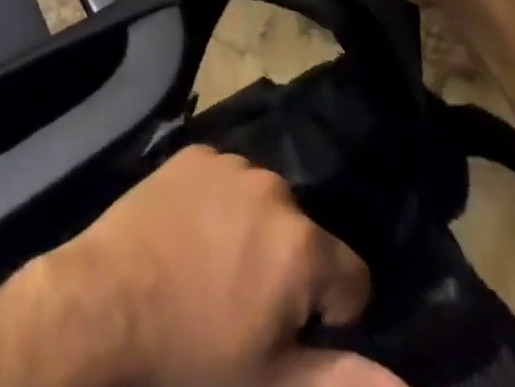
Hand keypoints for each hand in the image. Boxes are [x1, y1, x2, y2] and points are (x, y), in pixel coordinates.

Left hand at [42, 145, 382, 386]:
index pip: (353, 276)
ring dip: (255, 232)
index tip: (292, 335)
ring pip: (264, 203)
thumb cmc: (193, 350)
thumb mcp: (272, 382)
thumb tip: (406, 385)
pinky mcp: (194, 151)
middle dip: (288, 269)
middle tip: (244, 306)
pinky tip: (190, 233)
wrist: (108, 299)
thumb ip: (344, 380)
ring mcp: (230, 162)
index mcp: (302, 244)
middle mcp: (274, 188)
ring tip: (214, 269)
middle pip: (304, 235)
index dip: (332, 313)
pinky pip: (225, 178)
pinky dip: (220, 203)